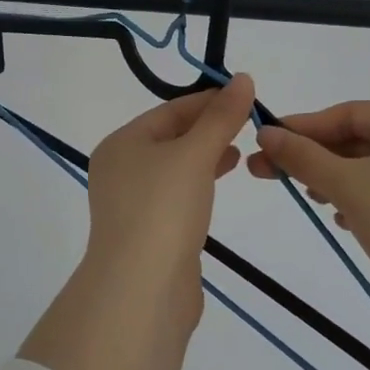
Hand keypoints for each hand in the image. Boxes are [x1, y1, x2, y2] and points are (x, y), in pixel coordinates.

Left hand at [86, 73, 254, 280]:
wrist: (141, 290)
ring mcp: (132, 203)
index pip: (170, 110)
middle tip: (248, 124)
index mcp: (122, 143)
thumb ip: (220, 118)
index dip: (208, 102)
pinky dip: (199, 185)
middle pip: (170, 137)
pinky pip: (176, 197)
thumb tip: (243, 79)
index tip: (245, 97)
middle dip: (208, 129)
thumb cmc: (163, 209)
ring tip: (240, 151)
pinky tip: (221, 184)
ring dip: (206, 156)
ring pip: (174, 168)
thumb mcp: (195, 155)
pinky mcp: (148, 233)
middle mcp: (120, 169)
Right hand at [248, 100, 369, 327]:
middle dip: (319, 159)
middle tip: (277, 175)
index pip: (350, 114)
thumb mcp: (345, 184)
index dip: (304, 128)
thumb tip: (265, 134)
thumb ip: (302, 155)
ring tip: (314, 200)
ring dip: (341, 181)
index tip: (267, 142)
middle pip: (366, 141)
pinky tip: (349, 222)